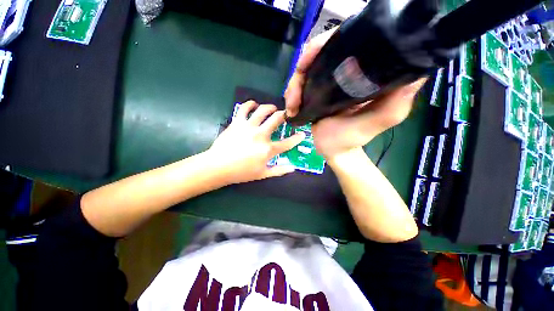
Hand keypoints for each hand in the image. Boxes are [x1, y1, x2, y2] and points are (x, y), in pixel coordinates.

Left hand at [207, 101, 304, 183]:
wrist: (218, 166)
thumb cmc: (241, 172)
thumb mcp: (262, 174)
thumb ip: (279, 171)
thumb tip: (293, 168)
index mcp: (267, 149)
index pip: (287, 143)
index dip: (297, 138)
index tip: (302, 134)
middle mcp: (261, 135)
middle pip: (276, 119)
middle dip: (284, 115)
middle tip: (286, 114)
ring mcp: (248, 127)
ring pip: (262, 110)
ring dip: (270, 107)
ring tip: (273, 108)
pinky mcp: (237, 122)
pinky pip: (244, 108)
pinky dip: (250, 104)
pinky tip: (254, 104)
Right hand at [284, 28, 425, 160]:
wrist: (333, 150)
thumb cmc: (353, 138)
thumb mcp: (380, 120)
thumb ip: (396, 101)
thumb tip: (418, 70)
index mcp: (362, 73)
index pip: (346, 42)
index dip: (326, 42)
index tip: (311, 56)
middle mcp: (345, 72)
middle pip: (320, 53)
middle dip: (305, 64)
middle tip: (297, 80)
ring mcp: (327, 82)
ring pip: (305, 70)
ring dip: (294, 84)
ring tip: (292, 103)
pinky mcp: (315, 93)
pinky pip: (300, 85)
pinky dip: (291, 94)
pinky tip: (290, 106)